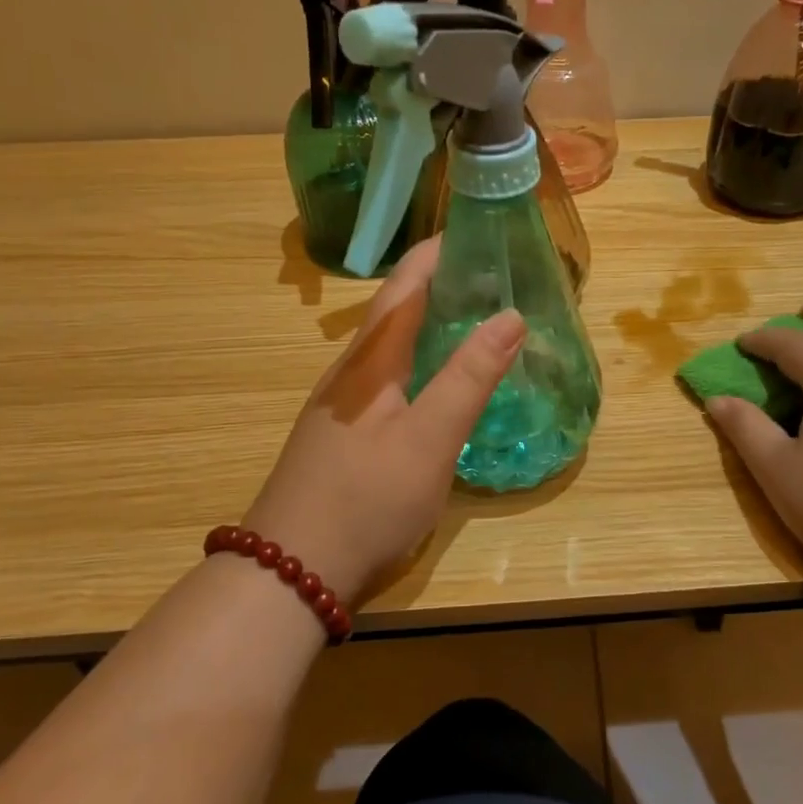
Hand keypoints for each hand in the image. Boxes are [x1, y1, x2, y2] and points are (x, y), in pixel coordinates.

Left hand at [243, 238, 522, 604]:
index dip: (438, 254)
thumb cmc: (366, 499)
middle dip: (441, 287)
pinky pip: (387, 380)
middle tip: (494, 281)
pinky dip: (420, 364)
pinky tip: (439, 386)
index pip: (404, 286)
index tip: (479, 233)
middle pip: (395, 312)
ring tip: (476, 324)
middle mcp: (350, 374)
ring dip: (430, 326)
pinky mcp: (342, 437)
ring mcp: (341, 407)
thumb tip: (510, 315)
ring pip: (390, 348)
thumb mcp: (429, 439)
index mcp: (369, 361)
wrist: (291, 570)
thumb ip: (469, 378)